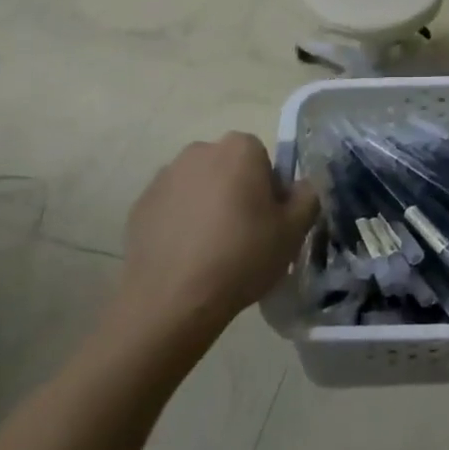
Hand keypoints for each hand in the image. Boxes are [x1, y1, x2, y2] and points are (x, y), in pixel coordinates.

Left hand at [115, 133, 316, 344]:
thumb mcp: (293, 231)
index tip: (268, 222)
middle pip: (229, 168)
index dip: (269, 190)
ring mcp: (165, 176)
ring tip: (211, 250)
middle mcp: (200, 151)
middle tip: (244, 236)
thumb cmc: (241, 257)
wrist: (171, 300)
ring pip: (199, 186)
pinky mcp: (140, 204)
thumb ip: (308, 196)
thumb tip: (302, 186)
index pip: (263, 159)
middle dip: (237, 193)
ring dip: (207, 206)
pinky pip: (172, 207)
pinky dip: (181, 223)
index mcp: (240, 148)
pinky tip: (185, 257)